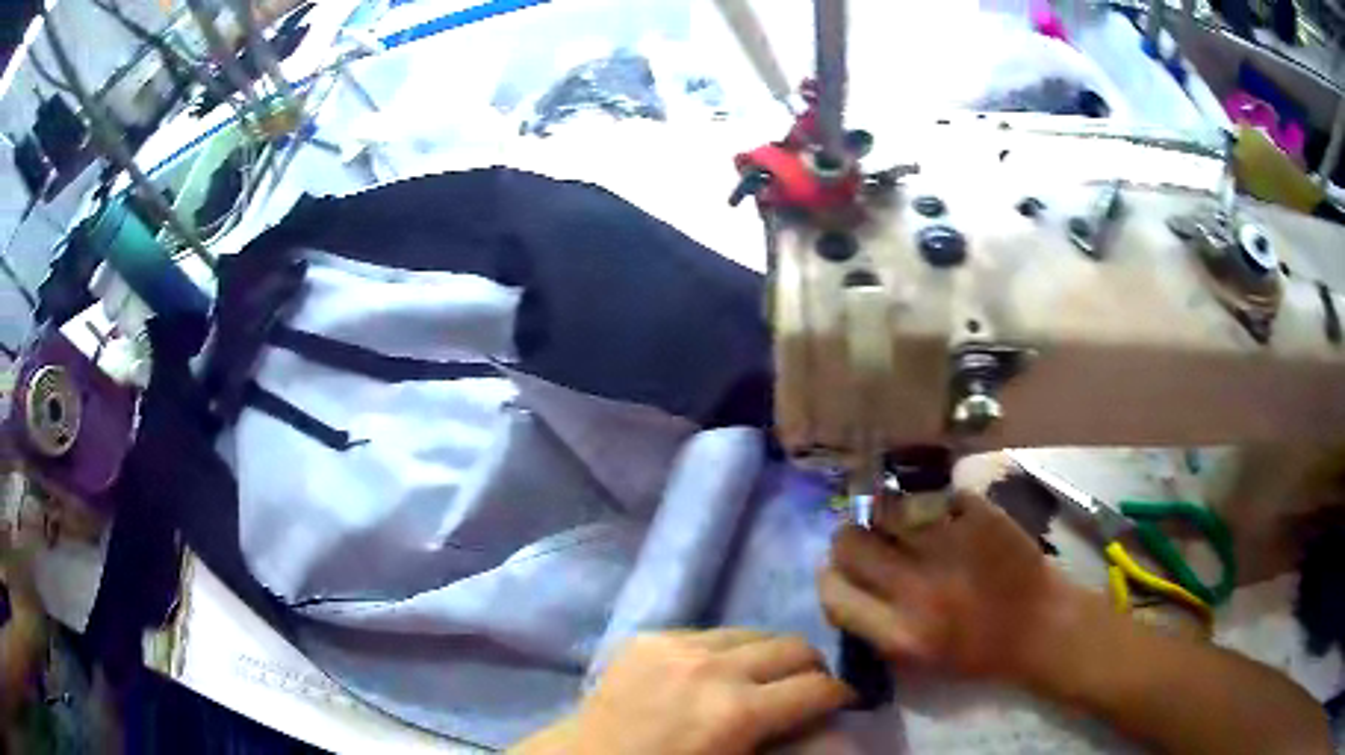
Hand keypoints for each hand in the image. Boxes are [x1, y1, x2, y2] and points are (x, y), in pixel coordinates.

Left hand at [511, 629, 853, 754]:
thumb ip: (786, 747)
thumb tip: (829, 730)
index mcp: (737, 712)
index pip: (817, 687)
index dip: (840, 697)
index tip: (842, 705)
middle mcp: (712, 666)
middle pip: (792, 646)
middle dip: (811, 669)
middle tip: (807, 691)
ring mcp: (676, 644)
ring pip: (753, 632)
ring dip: (768, 656)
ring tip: (761, 681)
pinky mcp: (648, 636)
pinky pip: (708, 633)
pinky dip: (725, 652)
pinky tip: (712, 676)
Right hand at [819, 489, 1085, 687]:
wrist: (1041, 626)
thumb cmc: (978, 652)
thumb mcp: (916, 659)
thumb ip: (874, 625)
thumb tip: (839, 582)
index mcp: (898, 633)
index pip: (832, 593)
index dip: (830, 577)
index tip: (842, 572)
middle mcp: (915, 590)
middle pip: (849, 542)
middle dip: (853, 538)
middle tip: (873, 540)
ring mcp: (949, 547)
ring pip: (886, 507)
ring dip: (888, 512)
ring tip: (904, 520)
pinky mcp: (979, 517)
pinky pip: (934, 495)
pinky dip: (934, 501)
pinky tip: (944, 513)